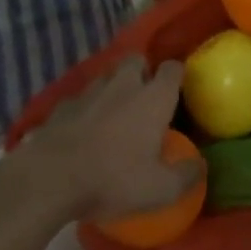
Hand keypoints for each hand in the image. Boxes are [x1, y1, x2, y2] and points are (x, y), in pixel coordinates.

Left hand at [11, 57, 200, 222]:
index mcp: (153, 98)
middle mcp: (123, 85)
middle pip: (136, 60)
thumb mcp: (159, 189)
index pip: (172, 68)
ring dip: (113, 87)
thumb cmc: (113, 179)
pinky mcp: (61, 106)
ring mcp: (88, 92)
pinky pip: (79, 98)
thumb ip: (185, 176)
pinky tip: (83, 128)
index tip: (178, 89)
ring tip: (114, 111)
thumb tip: (201, 166)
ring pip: (106, 76)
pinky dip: (85, 107)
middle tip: (145, 96)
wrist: (49, 179)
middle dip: (143, 71)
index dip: (177, 74)